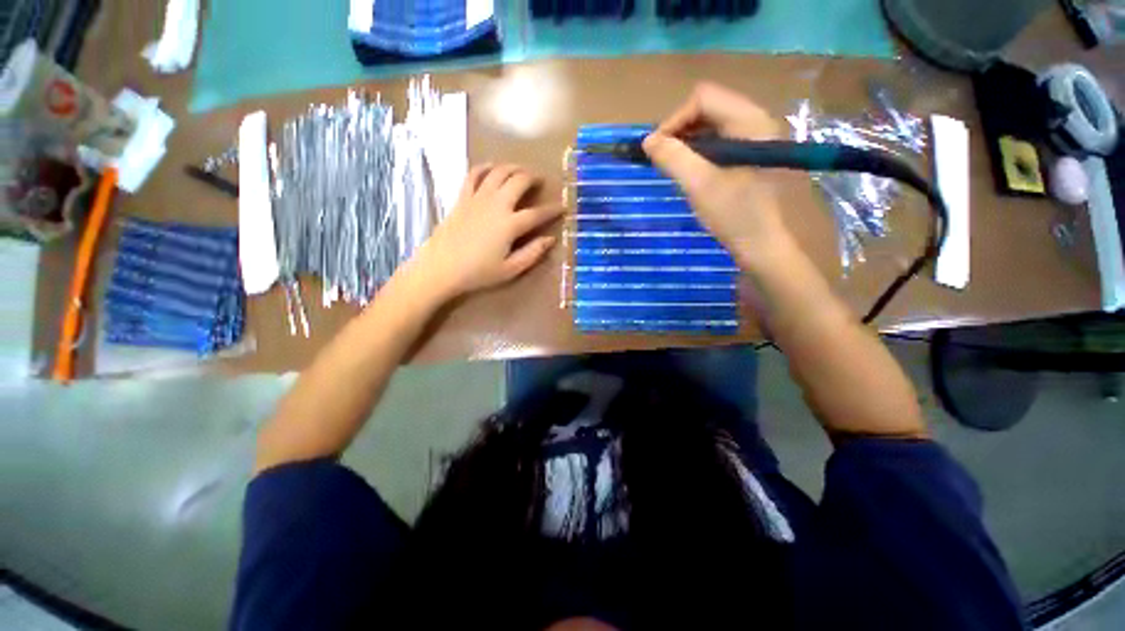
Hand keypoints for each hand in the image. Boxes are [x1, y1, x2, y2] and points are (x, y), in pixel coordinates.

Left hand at [405, 164, 564, 303]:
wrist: (441, 267)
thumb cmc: (478, 272)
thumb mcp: (510, 269)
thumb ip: (532, 253)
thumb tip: (551, 240)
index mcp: (510, 225)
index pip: (537, 213)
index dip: (552, 210)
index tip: (563, 207)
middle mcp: (496, 205)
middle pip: (519, 181)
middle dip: (534, 177)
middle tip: (541, 181)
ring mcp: (477, 198)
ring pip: (499, 171)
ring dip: (514, 167)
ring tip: (522, 171)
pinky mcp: (463, 197)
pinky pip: (474, 174)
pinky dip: (486, 167)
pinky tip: (493, 168)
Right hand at [643, 83, 792, 268]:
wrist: (763, 245)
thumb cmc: (735, 215)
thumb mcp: (700, 185)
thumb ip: (673, 158)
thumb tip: (647, 141)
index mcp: (749, 121)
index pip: (703, 98)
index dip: (674, 120)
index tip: (656, 150)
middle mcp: (756, 121)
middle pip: (708, 108)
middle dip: (680, 131)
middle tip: (663, 160)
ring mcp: (755, 139)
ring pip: (712, 126)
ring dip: (688, 143)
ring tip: (674, 167)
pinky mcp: (751, 156)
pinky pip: (719, 143)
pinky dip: (699, 153)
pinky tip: (691, 173)